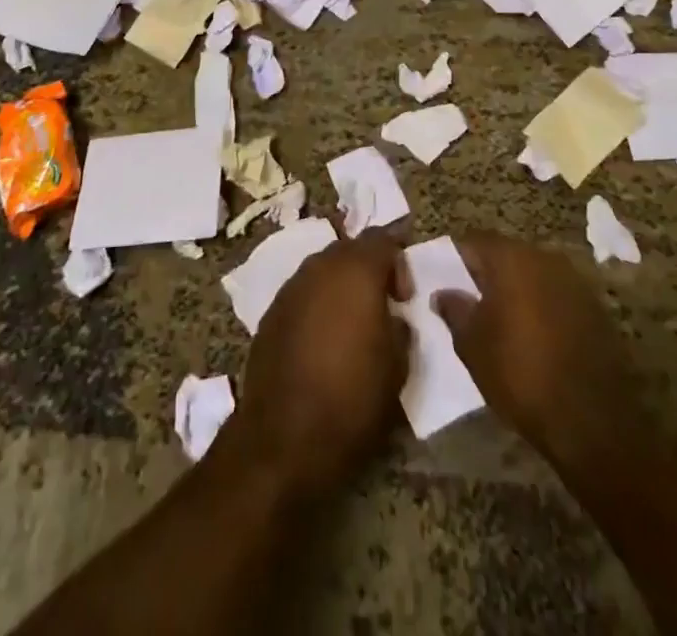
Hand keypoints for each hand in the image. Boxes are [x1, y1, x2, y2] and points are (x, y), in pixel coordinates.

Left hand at [228, 231, 407, 499]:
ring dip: (341, 287)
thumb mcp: (398, 366)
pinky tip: (323, 340)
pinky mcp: (271, 312)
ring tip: (353, 324)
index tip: (405, 298)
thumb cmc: (353, 398)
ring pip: (323, 270)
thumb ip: (401, 328)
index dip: (399, 262)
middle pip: (350, 250)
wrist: (285, 437)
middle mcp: (320, 266)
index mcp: (356, 270)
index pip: (382, 239)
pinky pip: (303, 294)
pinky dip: (318, 305)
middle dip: (369, 270)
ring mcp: (291, 287)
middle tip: (382, 306)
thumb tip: (393, 317)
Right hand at [432, 232, 633, 464]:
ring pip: (534, 276)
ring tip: (502, 321)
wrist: (593, 421)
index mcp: (511, 258)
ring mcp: (575, 283)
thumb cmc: (521, 373)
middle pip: (507, 255)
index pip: (474, 242)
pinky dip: (542, 308)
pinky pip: (557, 297)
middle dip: (488, 274)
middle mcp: (545, 258)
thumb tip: (443, 293)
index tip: (444, 280)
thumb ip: (455, 310)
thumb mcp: (472, 345)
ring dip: (518, 291)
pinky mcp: (596, 309)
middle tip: (471, 301)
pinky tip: (535, 336)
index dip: (456, 259)